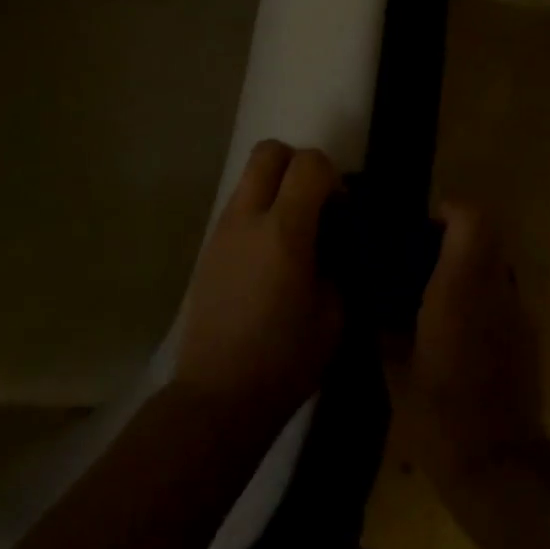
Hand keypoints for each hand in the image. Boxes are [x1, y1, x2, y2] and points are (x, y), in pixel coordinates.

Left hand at [174, 140, 344, 421]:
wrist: (218, 396)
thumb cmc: (285, 360)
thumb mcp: (336, 315)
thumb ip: (340, 263)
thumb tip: (335, 241)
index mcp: (284, 232)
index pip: (309, 163)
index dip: (332, 176)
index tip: (341, 211)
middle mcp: (248, 219)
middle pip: (269, 151)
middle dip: (298, 164)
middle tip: (315, 204)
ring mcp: (222, 231)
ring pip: (249, 177)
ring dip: (276, 188)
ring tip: (293, 233)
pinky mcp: (208, 248)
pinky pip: (237, 207)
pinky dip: (259, 211)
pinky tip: (270, 257)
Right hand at [385, 204, 548, 504]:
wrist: (499, 466)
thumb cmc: (439, 415)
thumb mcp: (393, 369)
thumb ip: (381, 324)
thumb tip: (369, 297)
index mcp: (460, 287)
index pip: (472, 219)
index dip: (449, 211)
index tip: (422, 228)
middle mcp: (496, 289)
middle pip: (486, 236)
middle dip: (454, 239)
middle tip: (420, 262)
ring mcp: (518, 313)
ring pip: (496, 266)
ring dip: (469, 269)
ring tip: (436, 299)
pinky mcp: (529, 338)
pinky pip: (503, 298)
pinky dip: (482, 299)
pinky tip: (458, 335)